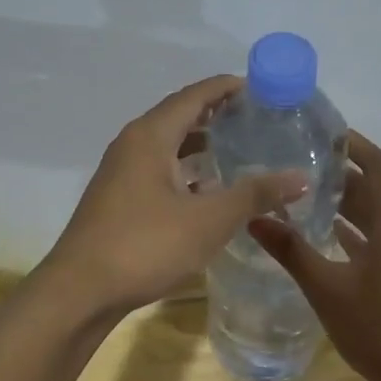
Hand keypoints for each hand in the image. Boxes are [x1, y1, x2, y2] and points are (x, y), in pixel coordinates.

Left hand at [40, 76, 308, 318]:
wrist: (80, 291)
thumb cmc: (145, 245)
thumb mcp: (209, 220)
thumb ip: (254, 195)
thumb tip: (300, 176)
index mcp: (150, 136)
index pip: (193, 96)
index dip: (226, 88)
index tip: (259, 88)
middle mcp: (132, 146)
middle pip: (178, 117)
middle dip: (215, 114)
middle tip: (255, 119)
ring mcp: (120, 174)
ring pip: (167, 147)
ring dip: (200, 145)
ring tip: (237, 149)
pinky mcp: (118, 200)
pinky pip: (158, 170)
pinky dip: (185, 171)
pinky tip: (207, 191)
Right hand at [249, 131, 380, 380]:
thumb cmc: (378, 329)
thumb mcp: (327, 288)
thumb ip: (291, 251)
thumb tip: (253, 218)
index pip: (377, 165)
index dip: (353, 144)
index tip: (320, 131)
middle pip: (374, 186)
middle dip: (340, 170)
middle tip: (298, 159)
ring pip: (374, 213)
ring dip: (344, 199)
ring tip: (303, 189)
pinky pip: (374, 236)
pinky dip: (350, 227)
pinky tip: (322, 231)